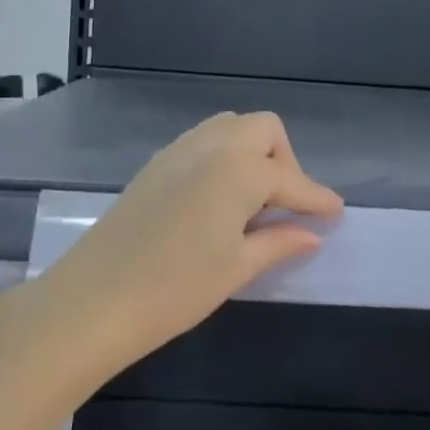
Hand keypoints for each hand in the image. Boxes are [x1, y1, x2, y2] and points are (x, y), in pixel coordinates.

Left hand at [38, 111, 343, 370]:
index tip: (336, 213)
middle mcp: (211, 146)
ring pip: (230, 128)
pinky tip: (218, 200)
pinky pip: (203, 143)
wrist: (93, 301)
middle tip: (285, 206)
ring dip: (252, 153)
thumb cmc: (175, 288)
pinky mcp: (154, 165)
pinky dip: (223, 158)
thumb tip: (311, 234)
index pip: (291, 179)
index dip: (317, 198)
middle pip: (263, 130)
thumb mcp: (236, 267)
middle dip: (285, 160)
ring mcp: (177, 152)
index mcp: (238, 169)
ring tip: (253, 201)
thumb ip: (278, 242)